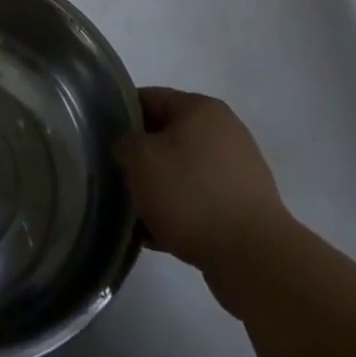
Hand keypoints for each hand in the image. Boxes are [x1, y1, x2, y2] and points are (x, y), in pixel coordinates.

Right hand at [114, 88, 291, 309]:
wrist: (253, 259)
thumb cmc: (190, 193)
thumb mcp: (139, 158)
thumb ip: (124, 143)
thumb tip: (128, 148)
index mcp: (201, 108)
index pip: (150, 98)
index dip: (122, 114)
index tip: (102, 137)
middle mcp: (225, 133)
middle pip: (167, 136)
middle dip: (140, 157)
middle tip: (116, 176)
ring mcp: (238, 173)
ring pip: (182, 173)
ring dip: (157, 189)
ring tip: (133, 213)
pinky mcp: (244, 211)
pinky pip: (199, 203)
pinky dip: (178, 214)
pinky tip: (154, 237)